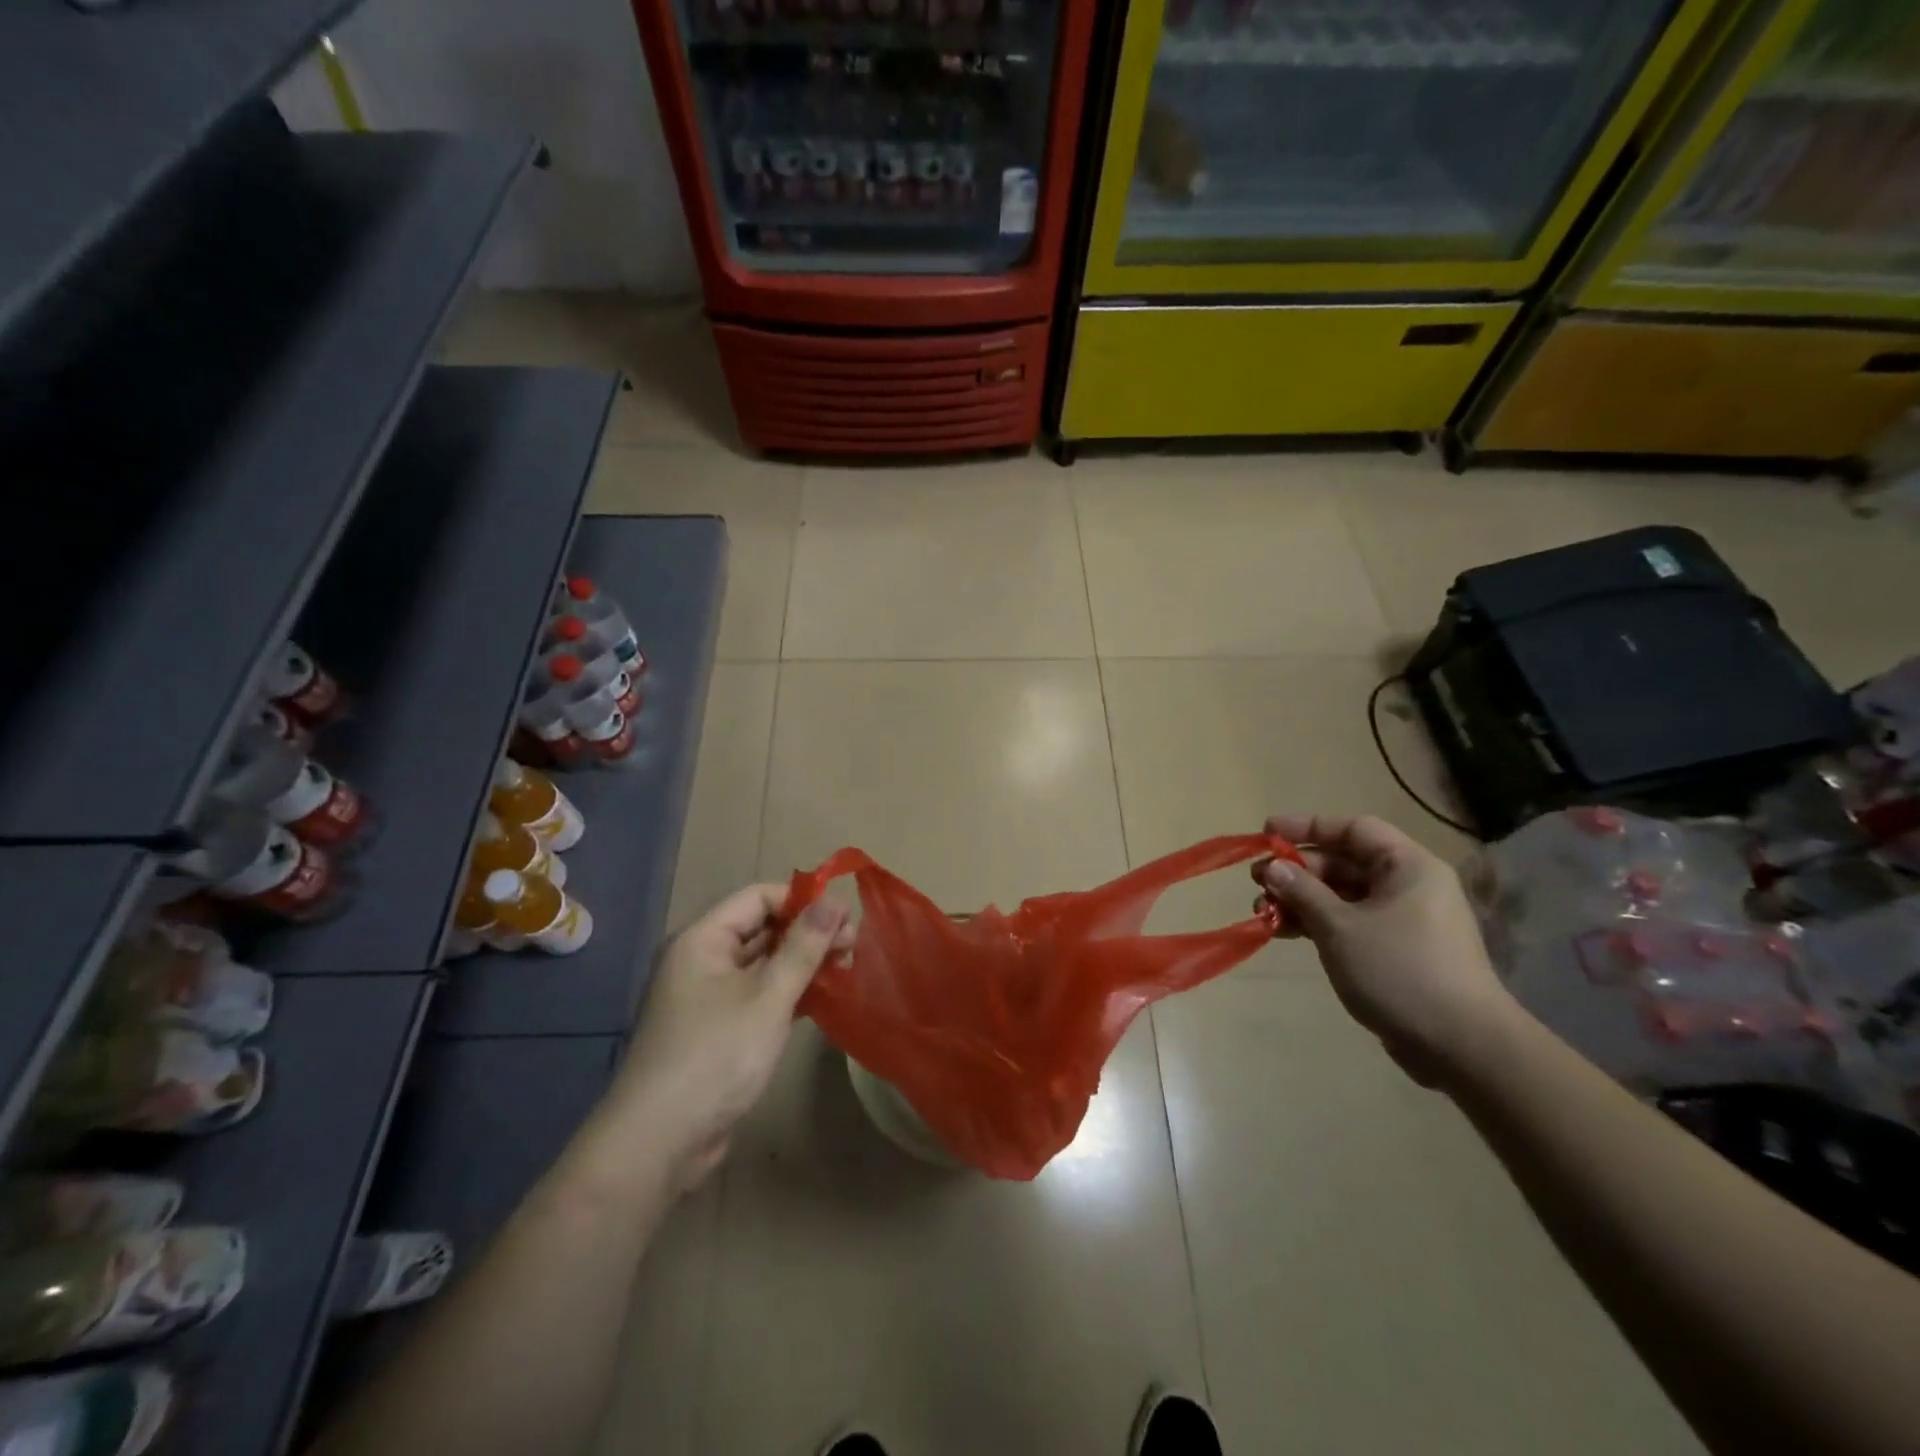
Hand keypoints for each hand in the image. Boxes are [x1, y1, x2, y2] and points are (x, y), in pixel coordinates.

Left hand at [611, 885, 851, 1191]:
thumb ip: (804, 947)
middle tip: (853, 945)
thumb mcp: (768, 997)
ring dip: (802, 962)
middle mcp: (702, 960)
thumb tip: (835, 901)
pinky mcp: (717, 1029)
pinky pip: (757, 994)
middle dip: (808, 932)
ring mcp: (708, 996)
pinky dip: (788, 991)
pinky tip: (821, 998)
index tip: (845, 915)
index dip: (802, 900)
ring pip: (762, 963)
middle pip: (761, 928)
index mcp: (703, 940)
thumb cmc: (715, 1056)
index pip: (758, 897)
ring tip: (845, 968)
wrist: (660, 1142)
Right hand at [1254, 814, 1517, 1088]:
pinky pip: (1348, 923)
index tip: (1266, 834)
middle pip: (1343, 863)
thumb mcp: (1340, 926)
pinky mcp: (1395, 951)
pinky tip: (1283, 932)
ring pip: (1341, 896)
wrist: (1461, 1046)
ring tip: (1262, 912)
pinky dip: (1317, 923)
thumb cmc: (1399, 970)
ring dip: (1300, 900)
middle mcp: (1408, 886)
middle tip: (1257, 882)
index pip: (1353, 829)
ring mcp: (1403, 920)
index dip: (1307, 827)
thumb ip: (1302, 891)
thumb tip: (1273, 866)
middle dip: (1297, 871)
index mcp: (1408, 867)